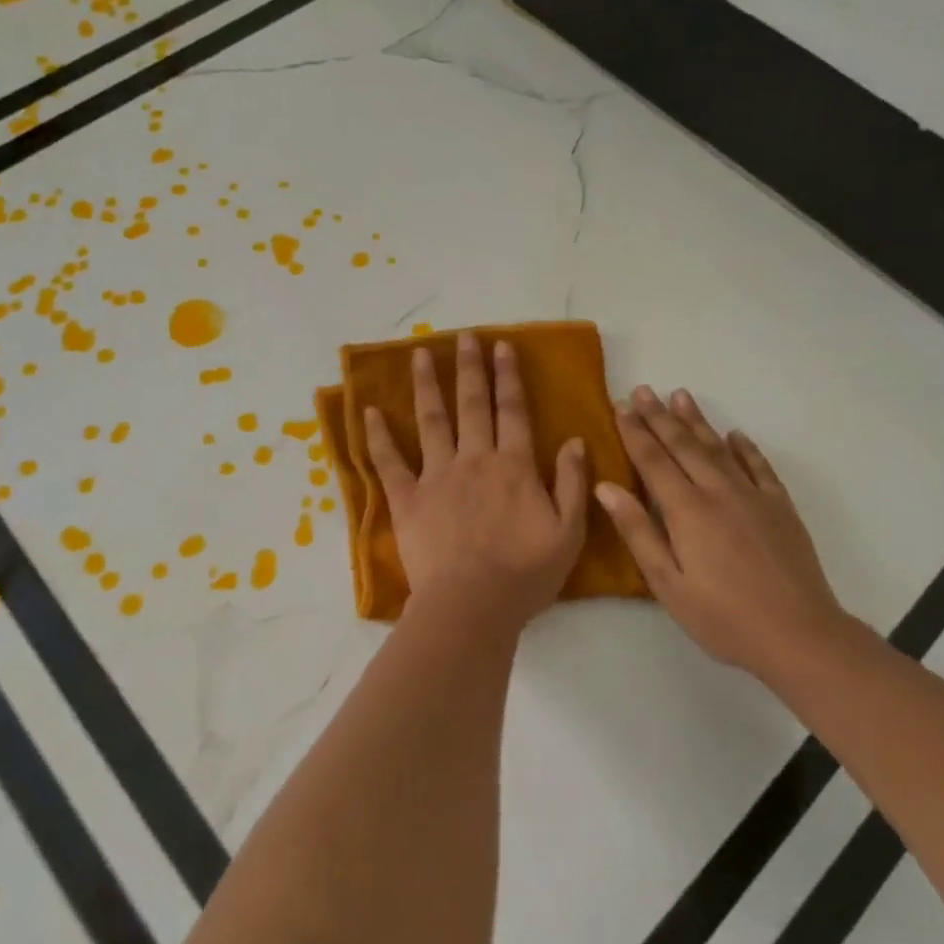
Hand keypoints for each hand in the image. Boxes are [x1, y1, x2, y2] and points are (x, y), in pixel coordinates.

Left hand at [365, 333, 588, 628]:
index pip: (512, 410)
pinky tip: (368, 411)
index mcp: (512, 465)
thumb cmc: (525, 574)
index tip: (502, 346)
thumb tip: (574, 440)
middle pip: (472, 404)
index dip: (508, 376)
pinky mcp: (408, 499)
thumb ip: (571, 483)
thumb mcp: (568, 532)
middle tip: (464, 337)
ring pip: (431, 420)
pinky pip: (389, 462)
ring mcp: (436, 476)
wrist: (472, 606)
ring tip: (419, 354)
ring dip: (426, 385)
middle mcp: (473, 459)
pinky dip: (378, 436)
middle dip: (470, 367)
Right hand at [597, 386, 845, 674]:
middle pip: (684, 445)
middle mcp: (719, 492)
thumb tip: (606, 487)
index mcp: (687, 510)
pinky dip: (745, 448)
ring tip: (680, 395)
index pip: (654, 460)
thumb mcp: (668, 584)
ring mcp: (753, 496)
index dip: (635, 432)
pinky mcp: (781, 507)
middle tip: (644, 390)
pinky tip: (735, 435)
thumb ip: (637, 532)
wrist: (799, 636)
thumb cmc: (723, 618)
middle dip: (660, 416)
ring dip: (697, 421)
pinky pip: (759, 467)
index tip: (621, 407)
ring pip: (719, 448)